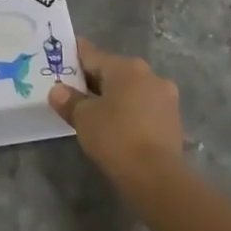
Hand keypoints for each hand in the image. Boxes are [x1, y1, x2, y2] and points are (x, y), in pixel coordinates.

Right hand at [49, 39, 186, 191]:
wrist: (156, 176)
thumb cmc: (115, 137)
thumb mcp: (84, 118)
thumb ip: (69, 100)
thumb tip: (58, 91)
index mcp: (127, 67)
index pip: (93, 54)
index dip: (74, 56)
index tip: (60, 58)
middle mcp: (150, 75)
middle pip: (114, 72)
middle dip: (93, 80)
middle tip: (71, 90)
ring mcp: (165, 97)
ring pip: (130, 90)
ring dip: (113, 97)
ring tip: (92, 112)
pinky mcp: (172, 120)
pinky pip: (143, 108)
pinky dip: (128, 112)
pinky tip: (115, 126)